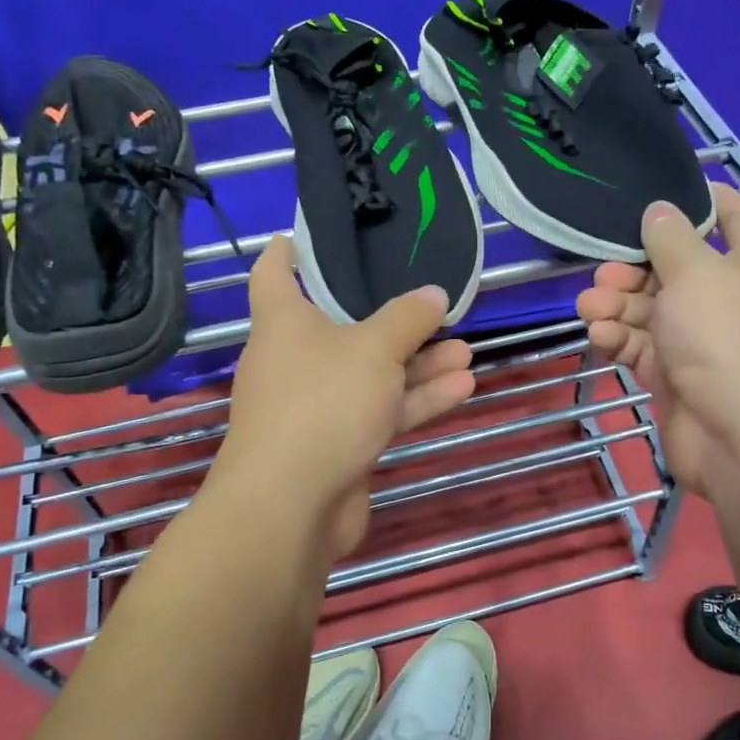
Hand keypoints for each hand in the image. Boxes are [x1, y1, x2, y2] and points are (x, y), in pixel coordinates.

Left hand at [213, 236, 476, 562]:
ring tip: (465, 349)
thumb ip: (408, 319)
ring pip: (372, 374)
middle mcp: (295, 360)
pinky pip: (380, 411)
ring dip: (417, 364)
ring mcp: (318, 405)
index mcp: (283, 323)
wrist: (292, 505)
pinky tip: (462, 387)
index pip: (274, 273)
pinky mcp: (339, 444)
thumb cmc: (323, 403)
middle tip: (431, 303)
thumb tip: (434, 294)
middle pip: (343, 327)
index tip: (305, 234)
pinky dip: (415, 400)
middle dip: (391, 318)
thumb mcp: (373, 349)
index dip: (287, 251)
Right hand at [575, 185, 739, 504]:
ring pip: (650, 308)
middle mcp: (728, 295)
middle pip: (673, 266)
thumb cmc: (728, 336)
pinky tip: (599, 336)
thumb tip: (660, 210)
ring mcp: (701, 338)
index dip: (698, 200)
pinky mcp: (675, 373)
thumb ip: (671, 237)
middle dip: (633, 266)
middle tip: (603, 273)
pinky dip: (619, 338)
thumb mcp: (697, 272)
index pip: (731, 215)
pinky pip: (641, 345)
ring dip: (617, 305)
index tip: (655, 193)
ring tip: (590, 308)